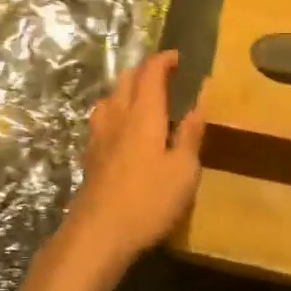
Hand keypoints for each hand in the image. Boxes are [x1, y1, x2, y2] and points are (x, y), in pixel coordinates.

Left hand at [59, 50, 204, 271]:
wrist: (98, 234)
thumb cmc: (148, 200)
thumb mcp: (183, 171)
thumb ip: (190, 135)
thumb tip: (199, 102)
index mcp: (144, 115)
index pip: (151, 74)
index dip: (163, 60)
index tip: (177, 57)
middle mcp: (118, 117)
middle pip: (126, 80)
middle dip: (145, 70)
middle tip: (164, 74)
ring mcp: (99, 136)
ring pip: (110, 97)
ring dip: (127, 89)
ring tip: (142, 98)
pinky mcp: (90, 156)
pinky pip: (102, 119)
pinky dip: (115, 111)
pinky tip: (121, 129)